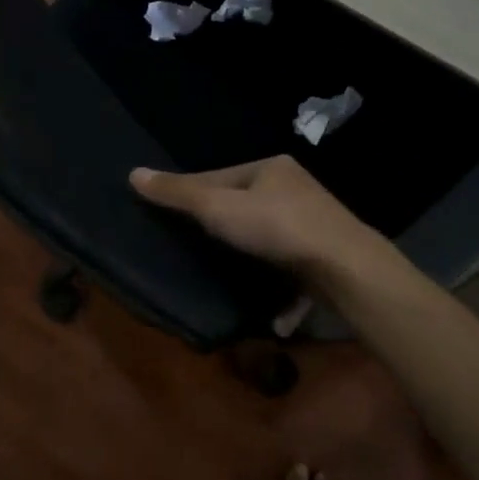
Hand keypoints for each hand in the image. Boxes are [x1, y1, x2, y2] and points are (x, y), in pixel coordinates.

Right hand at [129, 156, 392, 282]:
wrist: (345, 267)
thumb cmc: (277, 227)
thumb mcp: (219, 208)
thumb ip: (179, 194)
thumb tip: (133, 173)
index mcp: (271, 168)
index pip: (220, 176)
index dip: (192, 193)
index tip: (169, 214)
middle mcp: (295, 189)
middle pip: (246, 206)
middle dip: (224, 227)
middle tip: (194, 249)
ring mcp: (314, 224)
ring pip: (270, 239)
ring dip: (250, 258)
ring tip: (224, 277)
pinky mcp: (325, 258)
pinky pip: (292, 270)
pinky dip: (279, 288)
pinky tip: (268, 311)